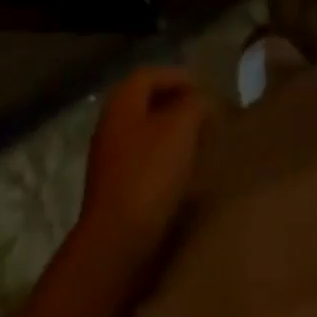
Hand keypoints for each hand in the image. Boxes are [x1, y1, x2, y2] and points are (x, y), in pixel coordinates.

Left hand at [79, 66, 209, 262]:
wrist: (118, 242)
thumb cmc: (150, 173)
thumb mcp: (181, 126)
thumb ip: (194, 102)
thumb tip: (200, 101)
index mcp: (122, 103)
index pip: (150, 74)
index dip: (178, 76)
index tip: (206, 90)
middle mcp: (111, 126)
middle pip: (147, 103)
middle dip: (178, 105)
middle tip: (206, 114)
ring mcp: (110, 160)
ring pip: (147, 133)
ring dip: (173, 133)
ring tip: (201, 142)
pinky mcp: (117, 189)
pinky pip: (145, 160)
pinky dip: (166, 158)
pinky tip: (186, 171)